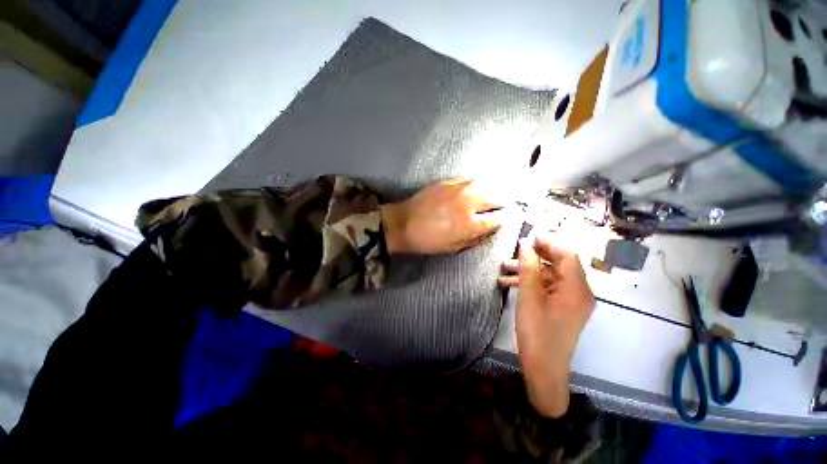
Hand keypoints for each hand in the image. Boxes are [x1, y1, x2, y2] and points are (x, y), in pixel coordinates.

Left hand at [380, 178, 502, 253]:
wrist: (403, 223)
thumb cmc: (427, 241)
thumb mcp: (453, 248)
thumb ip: (474, 239)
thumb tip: (489, 230)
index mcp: (470, 224)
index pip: (498, 219)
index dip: (503, 220)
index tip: (504, 219)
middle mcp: (469, 203)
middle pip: (496, 198)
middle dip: (502, 203)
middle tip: (502, 206)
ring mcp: (458, 189)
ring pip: (486, 184)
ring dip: (493, 190)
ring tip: (494, 194)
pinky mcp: (448, 181)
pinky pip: (470, 178)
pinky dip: (477, 182)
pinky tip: (477, 185)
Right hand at [499, 237, 594, 417]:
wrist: (544, 370)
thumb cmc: (537, 332)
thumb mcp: (529, 297)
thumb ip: (529, 268)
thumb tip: (525, 245)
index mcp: (577, 288)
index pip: (567, 255)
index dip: (548, 243)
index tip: (527, 237)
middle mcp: (580, 292)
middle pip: (559, 264)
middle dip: (535, 256)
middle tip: (514, 252)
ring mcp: (572, 301)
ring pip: (550, 276)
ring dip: (529, 270)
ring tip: (504, 268)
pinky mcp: (563, 308)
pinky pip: (548, 288)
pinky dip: (531, 283)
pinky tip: (510, 283)